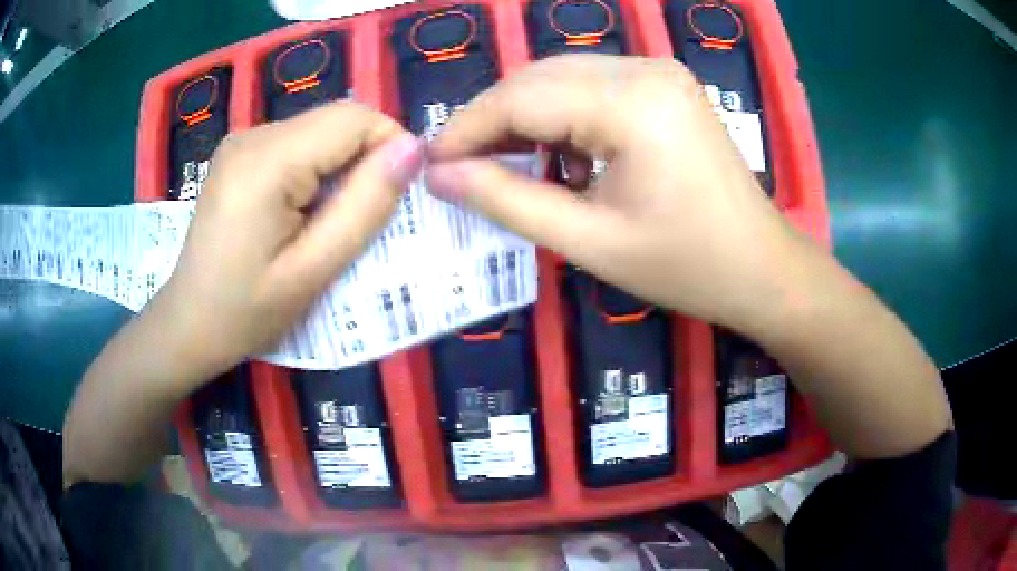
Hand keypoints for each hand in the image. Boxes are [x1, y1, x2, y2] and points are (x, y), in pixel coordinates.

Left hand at [158, 102, 423, 378]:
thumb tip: (411, 150)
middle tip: (358, 218)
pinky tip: (300, 211)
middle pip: (337, 120)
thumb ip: (364, 207)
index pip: (354, 119)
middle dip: (364, 159)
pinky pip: (298, 143)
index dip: (388, 148)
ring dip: (340, 167)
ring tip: (326, 221)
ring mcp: (243, 140)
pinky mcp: (240, 152)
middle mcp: (253, 135)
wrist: (189, 323)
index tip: (392, 200)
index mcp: (266, 162)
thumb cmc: (247, 312)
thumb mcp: (313, 271)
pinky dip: (316, 169)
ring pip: (321, 130)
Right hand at [425, 55, 804, 334]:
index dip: (466, 129)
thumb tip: (438, 176)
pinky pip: (593, 86)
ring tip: (502, 165)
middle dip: (491, 121)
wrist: (762, 269)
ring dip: (524, 117)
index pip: (521, 98)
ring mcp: (659, 71)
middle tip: (458, 167)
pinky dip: (562, 115)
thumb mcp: (590, 242)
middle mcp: (644, 68)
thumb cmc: (687, 266)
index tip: (430, 165)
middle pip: (538, 78)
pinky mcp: (665, 85)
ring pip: (562, 77)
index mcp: (632, 103)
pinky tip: (560, 155)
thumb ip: (507, 201)